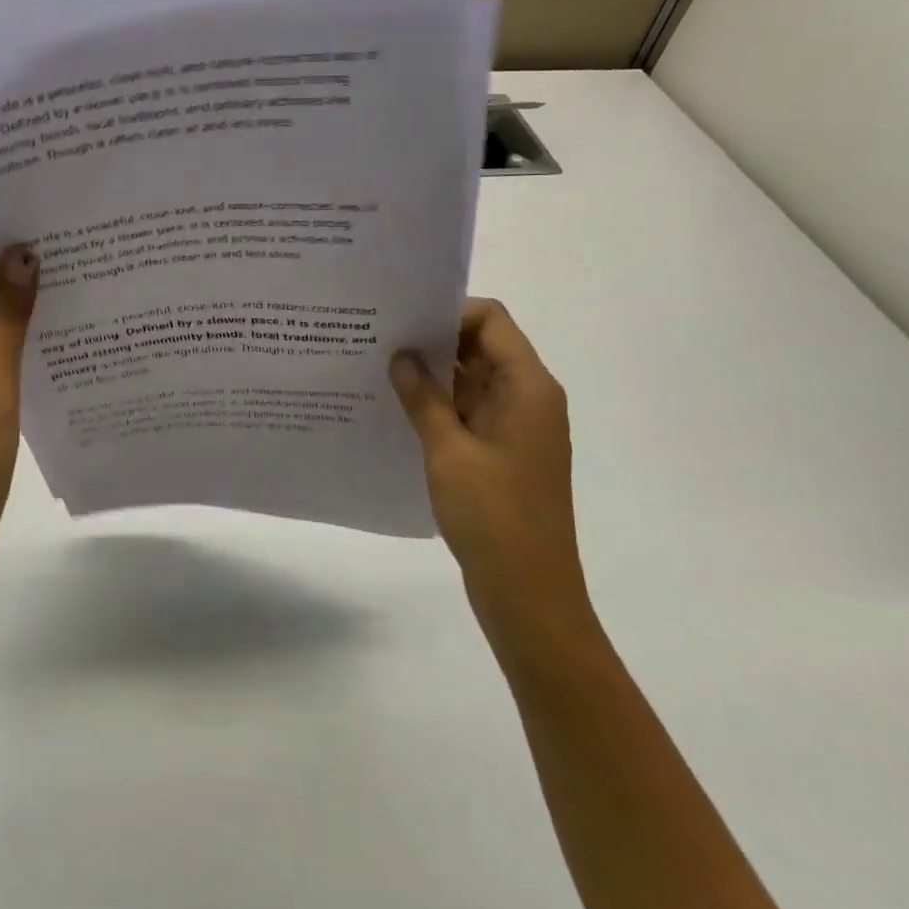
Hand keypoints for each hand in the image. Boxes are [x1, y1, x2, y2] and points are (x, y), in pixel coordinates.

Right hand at [389, 298, 590, 650]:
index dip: (448, 313)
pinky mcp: (503, 453)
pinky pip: (470, 412)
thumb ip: (423, 398)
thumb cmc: (494, 517)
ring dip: (433, 375)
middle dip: (433, 341)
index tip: (401, 320)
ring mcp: (517, 428)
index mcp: (528, 387)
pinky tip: (398, 410)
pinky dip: (439, 405)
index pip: (491, 321)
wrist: (529, 595)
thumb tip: (400, 355)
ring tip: (379, 370)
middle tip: (379, 340)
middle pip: (482, 346)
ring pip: (473, 380)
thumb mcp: (449, 451)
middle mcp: (529, 398)